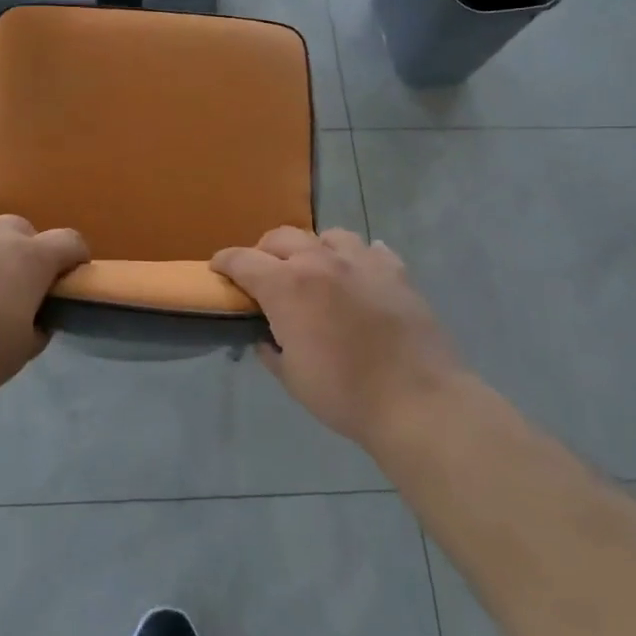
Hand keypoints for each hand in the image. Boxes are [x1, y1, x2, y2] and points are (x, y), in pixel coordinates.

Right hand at [211, 227, 460, 447]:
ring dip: (313, 249)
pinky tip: (360, 276)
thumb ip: (271, 349)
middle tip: (264, 273)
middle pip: (282, 237)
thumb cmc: (344, 394)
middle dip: (264, 250)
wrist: (417, 400)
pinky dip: (358, 258)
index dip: (225, 261)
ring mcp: (361, 261)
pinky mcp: (395, 271)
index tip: (217, 267)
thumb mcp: (292, 378)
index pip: (243, 259)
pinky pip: (371, 250)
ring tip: (315, 270)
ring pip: (328, 235)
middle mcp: (320, 261)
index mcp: (287, 285)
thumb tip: (266, 337)